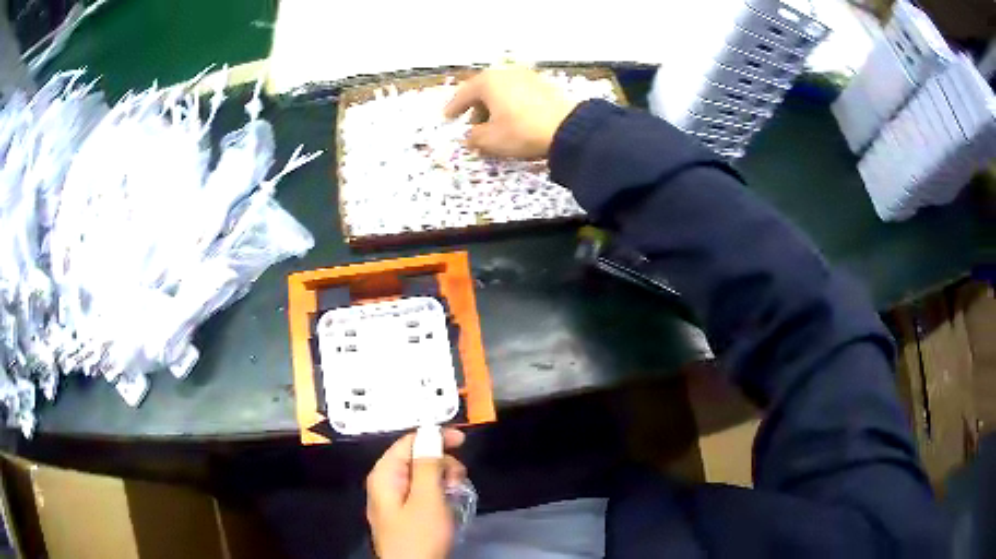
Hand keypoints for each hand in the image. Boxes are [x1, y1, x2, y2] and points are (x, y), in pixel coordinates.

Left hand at [366, 428, 466, 558]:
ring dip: (442, 480)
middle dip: (441, 463)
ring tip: (455, 495)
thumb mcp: (427, 499)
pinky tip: (448, 504)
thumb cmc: (418, 535)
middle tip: (459, 480)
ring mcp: (393, 499)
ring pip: (421, 476)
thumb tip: (431, 433)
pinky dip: (437, 493)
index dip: (435, 436)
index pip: (408, 441)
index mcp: (385, 474)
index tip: (463, 441)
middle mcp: (385, 482)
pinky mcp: (403, 513)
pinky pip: (421, 492)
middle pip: (415, 458)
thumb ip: (428, 464)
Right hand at [444, 66, 578, 158]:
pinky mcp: (543, 86)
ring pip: (502, 91)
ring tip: (494, 125)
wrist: (567, 128)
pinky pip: (518, 94)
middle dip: (476, 108)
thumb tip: (470, 136)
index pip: (464, 94)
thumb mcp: (491, 140)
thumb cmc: (521, 131)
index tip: (447, 117)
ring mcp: (527, 77)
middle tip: (472, 125)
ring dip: (494, 107)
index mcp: (488, 82)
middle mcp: (506, 73)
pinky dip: (511, 105)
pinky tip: (513, 120)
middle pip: (484, 90)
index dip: (454, 108)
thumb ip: (474, 137)